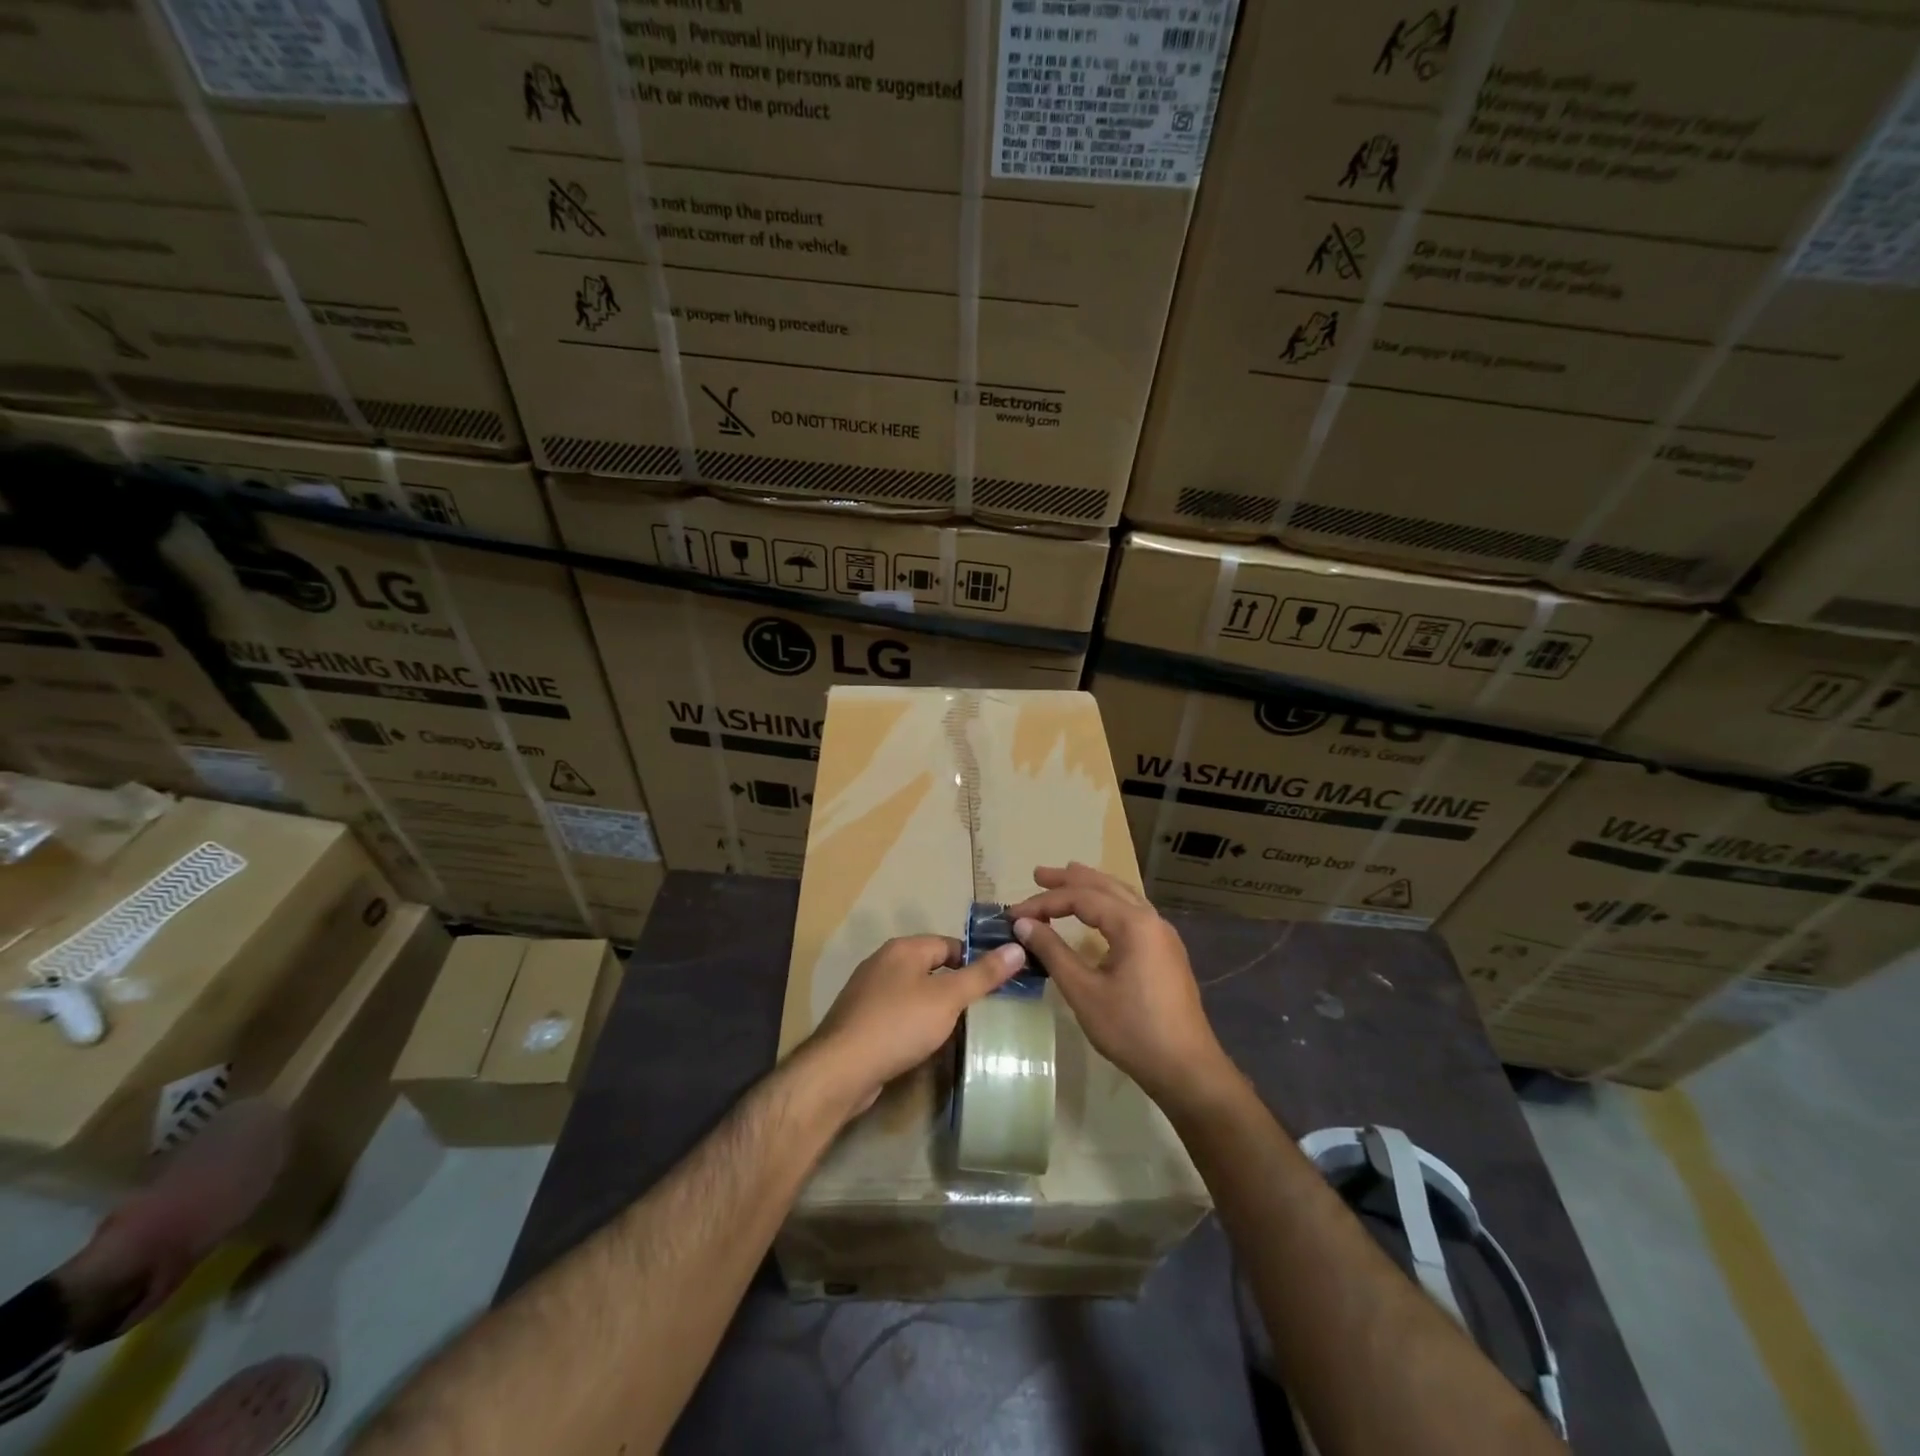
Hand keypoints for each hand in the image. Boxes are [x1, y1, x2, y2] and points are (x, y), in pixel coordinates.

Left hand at [805, 934, 1025, 1117]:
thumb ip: (982, 975)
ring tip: (960, 1028)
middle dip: (955, 986)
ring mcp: (868, 992)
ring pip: (914, 992)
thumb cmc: (899, 1024)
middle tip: (983, 1010)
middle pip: (930, 967)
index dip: (974, 961)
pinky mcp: (861, 1021)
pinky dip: (914, 1024)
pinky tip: (926, 1044)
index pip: (949, 944)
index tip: (995, 985)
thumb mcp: (948, 998)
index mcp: (903, 949)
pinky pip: (897, 1014)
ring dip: (935, 1007)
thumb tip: (1017, 948)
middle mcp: (883, 963)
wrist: (842, 1069)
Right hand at [1007, 863, 1233, 1105]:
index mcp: (1133, 923)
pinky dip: (1108, 904)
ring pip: (1122, 896)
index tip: (1013, 914)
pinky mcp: (1166, 952)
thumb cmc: (1131, 1029)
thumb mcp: (1083, 991)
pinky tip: (1098, 914)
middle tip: (1037, 875)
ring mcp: (1163, 935)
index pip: (1081, 897)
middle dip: (1070, 879)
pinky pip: (1133, 913)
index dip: (1044, 902)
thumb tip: (1022, 923)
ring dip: (1092, 886)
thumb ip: (1053, 951)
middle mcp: (1151, 919)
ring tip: (1066, 878)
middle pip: (1105, 886)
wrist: (1186, 1069)